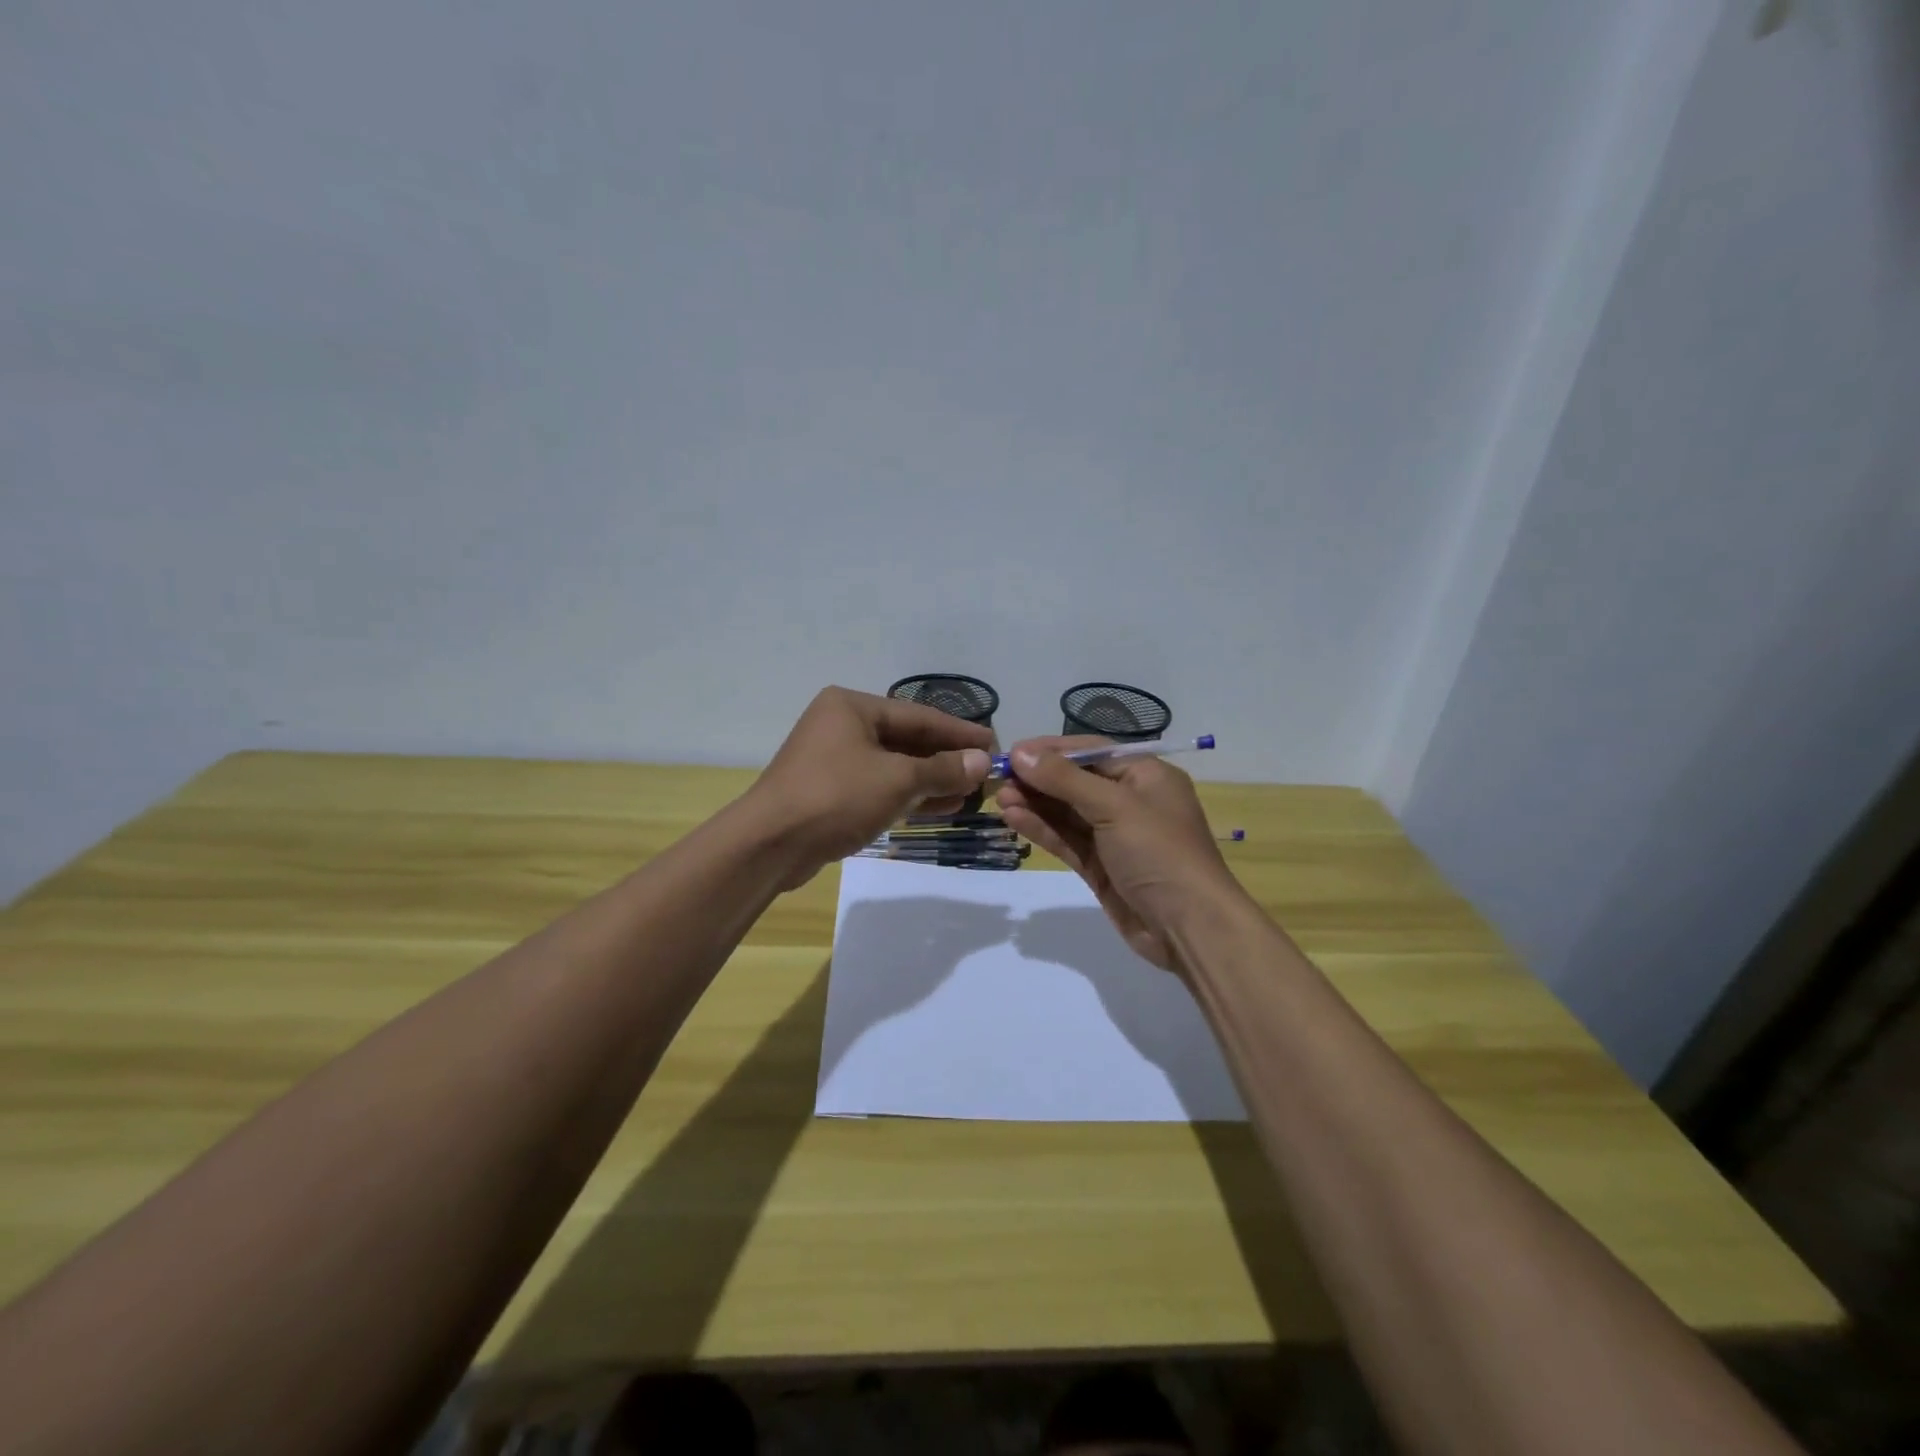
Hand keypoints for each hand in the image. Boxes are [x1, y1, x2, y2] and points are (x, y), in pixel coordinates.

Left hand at [746, 687, 993, 887]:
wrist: (770, 845)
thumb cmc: (836, 797)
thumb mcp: (897, 780)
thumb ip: (942, 769)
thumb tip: (982, 762)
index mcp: (852, 707)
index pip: (919, 715)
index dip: (959, 732)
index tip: (995, 743)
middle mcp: (841, 725)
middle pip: (907, 739)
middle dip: (946, 758)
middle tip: (985, 772)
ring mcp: (833, 759)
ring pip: (894, 765)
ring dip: (932, 780)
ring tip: (970, 793)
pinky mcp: (830, 791)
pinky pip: (879, 786)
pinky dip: (908, 795)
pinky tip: (940, 806)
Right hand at [994, 737, 1243, 972]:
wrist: (1190, 928)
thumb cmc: (1160, 852)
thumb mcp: (1114, 807)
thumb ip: (1065, 779)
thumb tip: (1020, 752)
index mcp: (1145, 776)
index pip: (1091, 751)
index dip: (1052, 750)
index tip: (1013, 752)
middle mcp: (1130, 801)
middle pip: (1076, 781)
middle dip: (1039, 780)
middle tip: (999, 780)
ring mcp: (1115, 836)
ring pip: (1068, 813)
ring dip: (1035, 804)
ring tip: (1000, 799)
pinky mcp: (1101, 867)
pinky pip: (1068, 840)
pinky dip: (1043, 829)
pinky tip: (1014, 820)